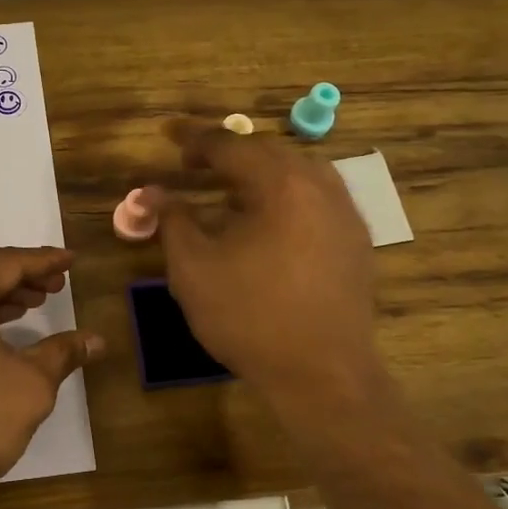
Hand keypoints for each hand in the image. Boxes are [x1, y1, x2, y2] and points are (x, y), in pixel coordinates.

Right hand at [159, 120, 382, 408]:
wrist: (322, 375)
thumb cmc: (249, 316)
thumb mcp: (194, 267)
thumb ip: (172, 220)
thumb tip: (151, 192)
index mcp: (281, 184)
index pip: (231, 145)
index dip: (194, 138)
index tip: (167, 133)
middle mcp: (321, 187)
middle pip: (268, 152)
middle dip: (228, 152)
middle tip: (193, 162)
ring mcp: (345, 214)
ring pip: (298, 173)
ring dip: (260, 173)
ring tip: (229, 188)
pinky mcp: (356, 242)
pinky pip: (316, 199)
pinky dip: (285, 196)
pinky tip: (267, 221)